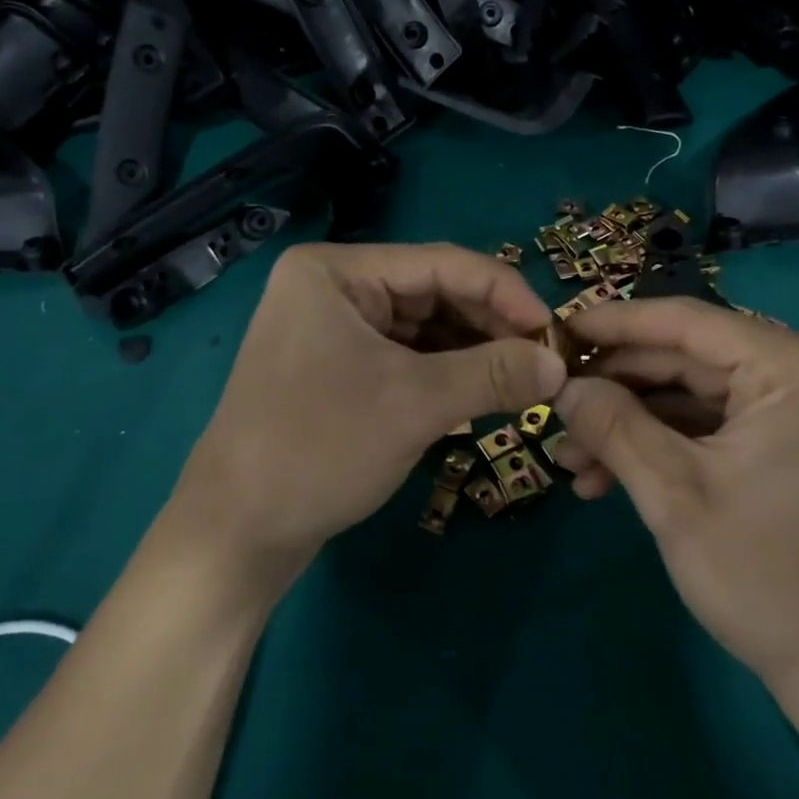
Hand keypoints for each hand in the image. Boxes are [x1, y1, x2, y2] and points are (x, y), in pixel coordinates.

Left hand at [171, 241, 565, 599]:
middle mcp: (335, 287)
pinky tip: (485, 391)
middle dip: (491, 326)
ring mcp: (335, 327)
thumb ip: (493, 374)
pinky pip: (408, 355)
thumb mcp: (414, 404)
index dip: (506, 293)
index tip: (554, 331)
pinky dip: (448, 372)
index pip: (442, 263)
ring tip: (523, 379)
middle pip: (435, 292)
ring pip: (426, 326)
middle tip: (544, 360)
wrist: (237, 535)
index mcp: (337, 270)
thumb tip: (561, 365)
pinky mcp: (341, 366)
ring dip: (474, 351)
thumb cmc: (318, 449)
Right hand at [551, 297, 798, 713]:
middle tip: (556, 406)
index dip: (615, 324)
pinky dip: (669, 446)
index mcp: (797, 368)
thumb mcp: (675, 495)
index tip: (557, 332)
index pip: (688, 322)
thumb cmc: (769, 578)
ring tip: (572, 459)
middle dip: (618, 388)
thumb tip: (562, 385)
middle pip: (691, 358)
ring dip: (635, 424)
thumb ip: (613, 425)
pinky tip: (612, 477)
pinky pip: (721, 427)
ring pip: (699, 396)